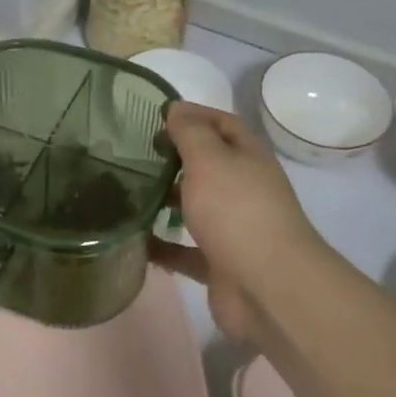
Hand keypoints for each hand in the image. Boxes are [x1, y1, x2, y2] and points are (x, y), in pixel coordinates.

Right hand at [151, 102, 343, 347]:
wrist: (269, 288)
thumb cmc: (237, 212)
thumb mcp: (209, 160)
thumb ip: (190, 132)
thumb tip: (177, 108)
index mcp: (248, 158)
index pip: (223, 125)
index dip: (194, 115)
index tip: (156, 114)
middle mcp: (244, 190)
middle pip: (208, 166)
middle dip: (174, 158)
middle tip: (133, 154)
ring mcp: (234, 229)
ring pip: (196, 207)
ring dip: (166, 201)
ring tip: (127, 193)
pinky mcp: (220, 265)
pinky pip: (185, 251)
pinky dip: (162, 246)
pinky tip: (134, 239)